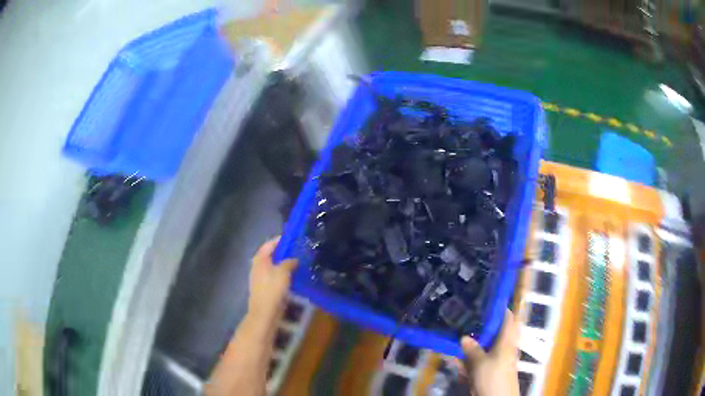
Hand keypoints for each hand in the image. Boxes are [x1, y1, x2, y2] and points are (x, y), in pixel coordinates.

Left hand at [247, 236, 297, 322]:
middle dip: (282, 253)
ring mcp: (259, 278)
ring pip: (272, 267)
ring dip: (282, 264)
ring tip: (296, 264)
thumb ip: (289, 262)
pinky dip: (281, 275)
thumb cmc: (272, 289)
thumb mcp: (283, 272)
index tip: (292, 238)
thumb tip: (294, 259)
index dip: (280, 240)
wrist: (264, 312)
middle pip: (270, 255)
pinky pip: (273, 277)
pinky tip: (291, 278)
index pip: (269, 244)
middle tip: (296, 251)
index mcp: (260, 259)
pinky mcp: (263, 288)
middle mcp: (257, 266)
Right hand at [459, 309, 519, 395]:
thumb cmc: (493, 377)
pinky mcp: (487, 372)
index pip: (508, 319)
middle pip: (493, 333)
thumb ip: (472, 349)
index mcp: (506, 341)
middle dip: (479, 327)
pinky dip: (467, 361)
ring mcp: (495, 361)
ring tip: (454, 338)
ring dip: (470, 345)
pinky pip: (476, 362)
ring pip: (482, 348)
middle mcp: (503, 348)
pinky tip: (454, 360)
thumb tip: (464, 337)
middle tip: (464, 318)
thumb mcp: (481, 363)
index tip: (485, 300)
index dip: (499, 308)